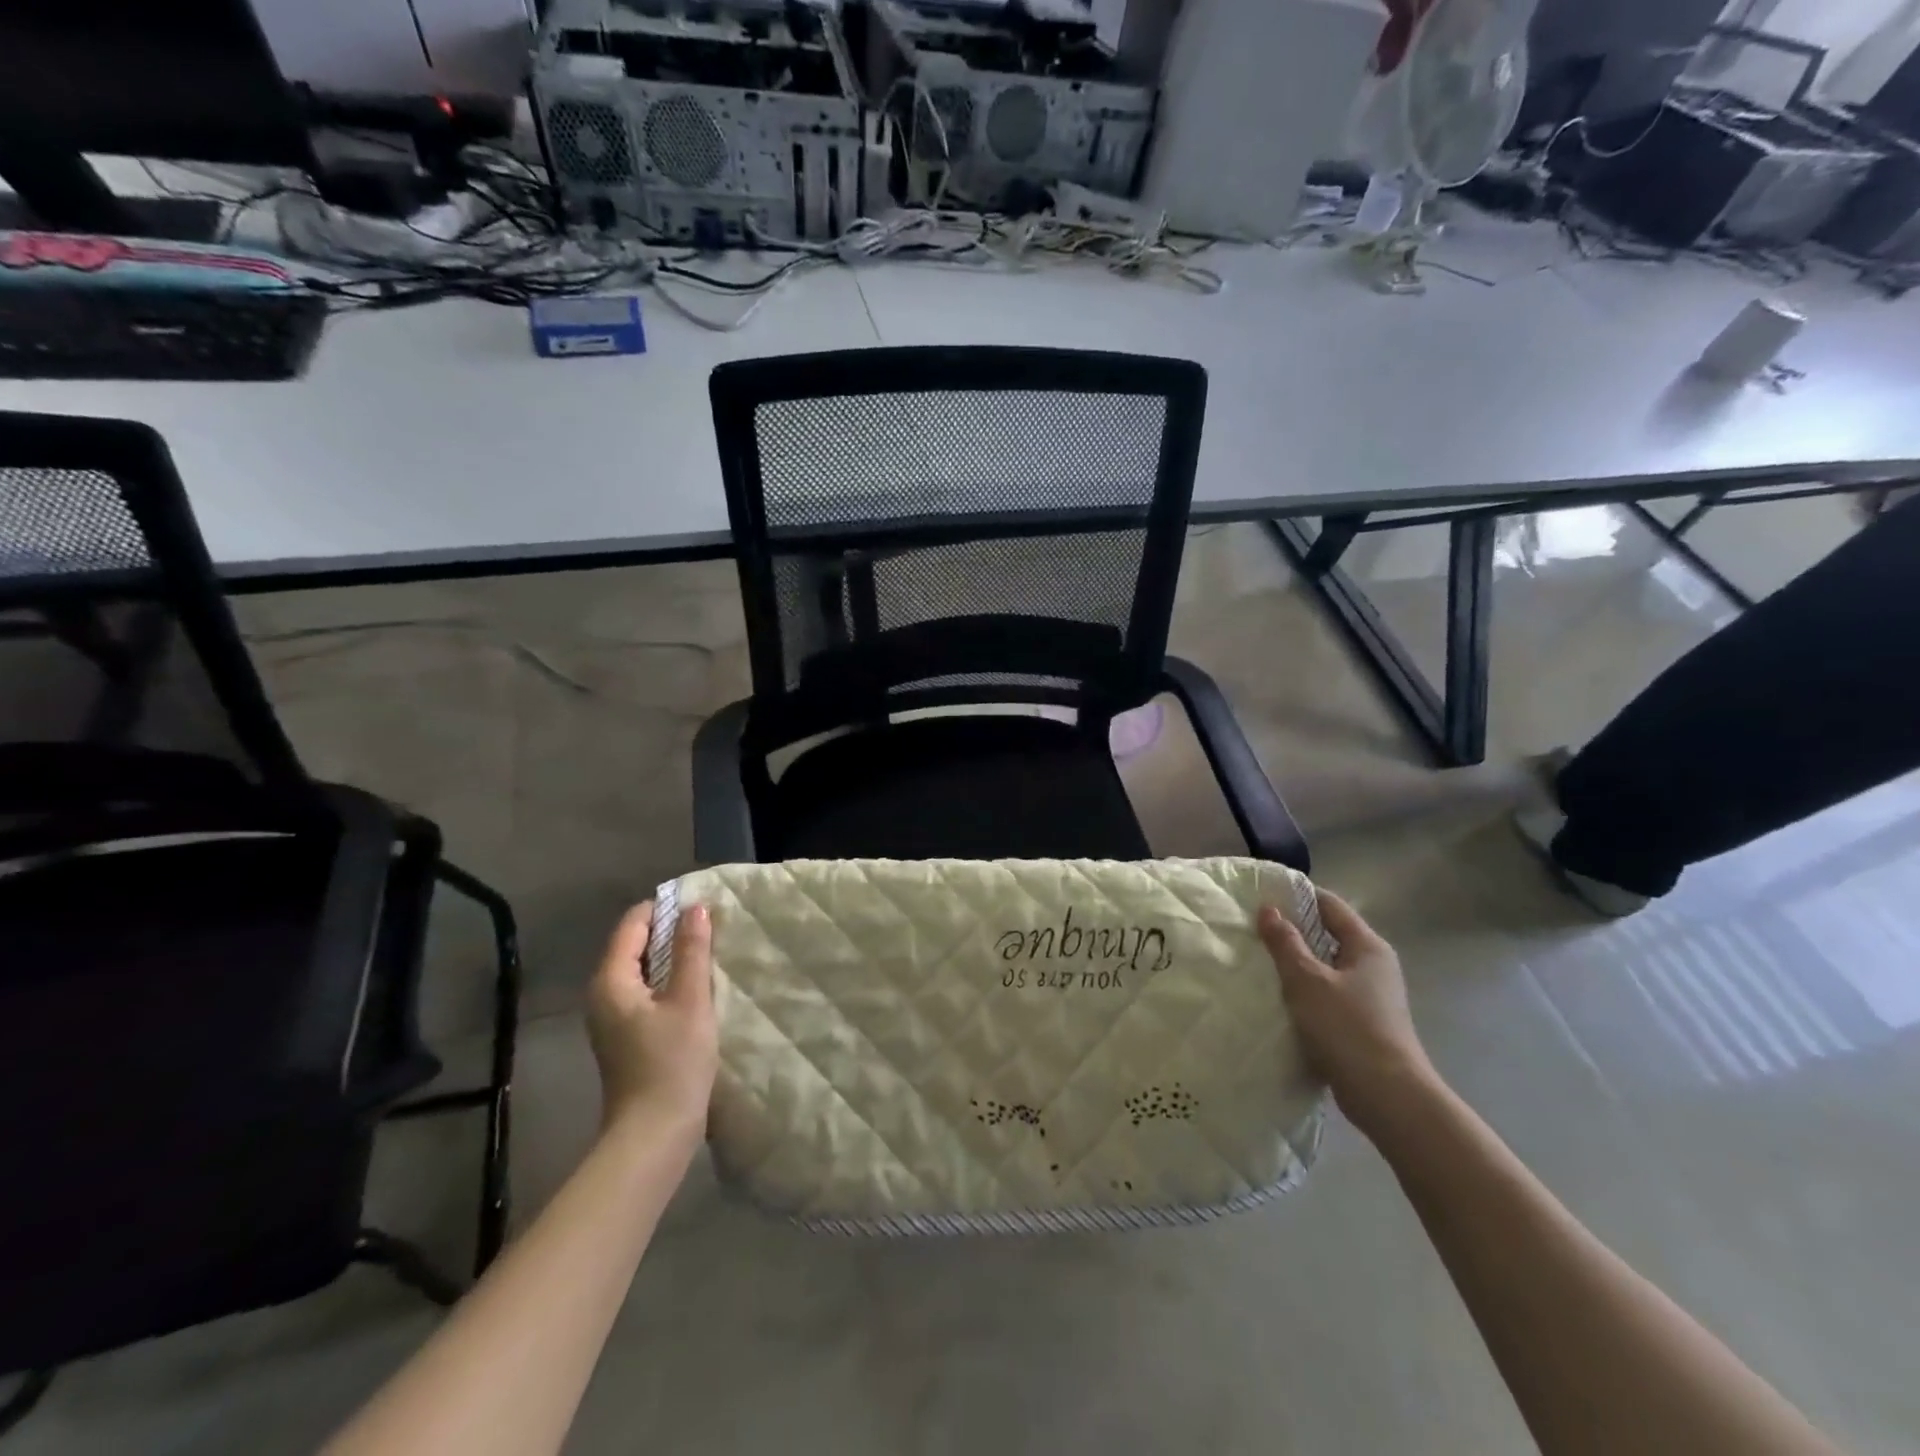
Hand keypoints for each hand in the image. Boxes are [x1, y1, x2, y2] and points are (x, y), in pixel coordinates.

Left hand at [585, 901, 717, 1139]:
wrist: (653, 1136)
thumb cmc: (671, 1064)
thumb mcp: (690, 1001)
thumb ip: (692, 951)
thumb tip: (695, 908)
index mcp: (611, 981)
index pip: (632, 924)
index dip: (664, 908)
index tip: (701, 904)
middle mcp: (603, 994)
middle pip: (634, 945)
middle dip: (670, 931)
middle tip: (711, 925)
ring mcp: (612, 1018)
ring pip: (642, 969)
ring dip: (673, 957)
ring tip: (709, 950)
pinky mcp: (626, 1036)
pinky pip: (646, 991)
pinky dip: (669, 981)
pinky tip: (697, 986)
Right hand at [1258, 891, 1439, 1139]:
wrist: (1388, 1096)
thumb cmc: (1348, 1027)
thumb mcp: (1307, 980)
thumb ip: (1285, 943)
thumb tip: (1268, 909)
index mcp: (1368, 946)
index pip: (1330, 905)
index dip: (1297, 896)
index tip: (1262, 894)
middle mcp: (1374, 965)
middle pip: (1328, 935)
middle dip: (1293, 930)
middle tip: (1252, 927)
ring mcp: (1370, 996)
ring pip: (1326, 967)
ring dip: (1296, 963)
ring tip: (1258, 960)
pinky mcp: (1362, 1023)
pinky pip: (1327, 994)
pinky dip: (1304, 991)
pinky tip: (1278, 997)